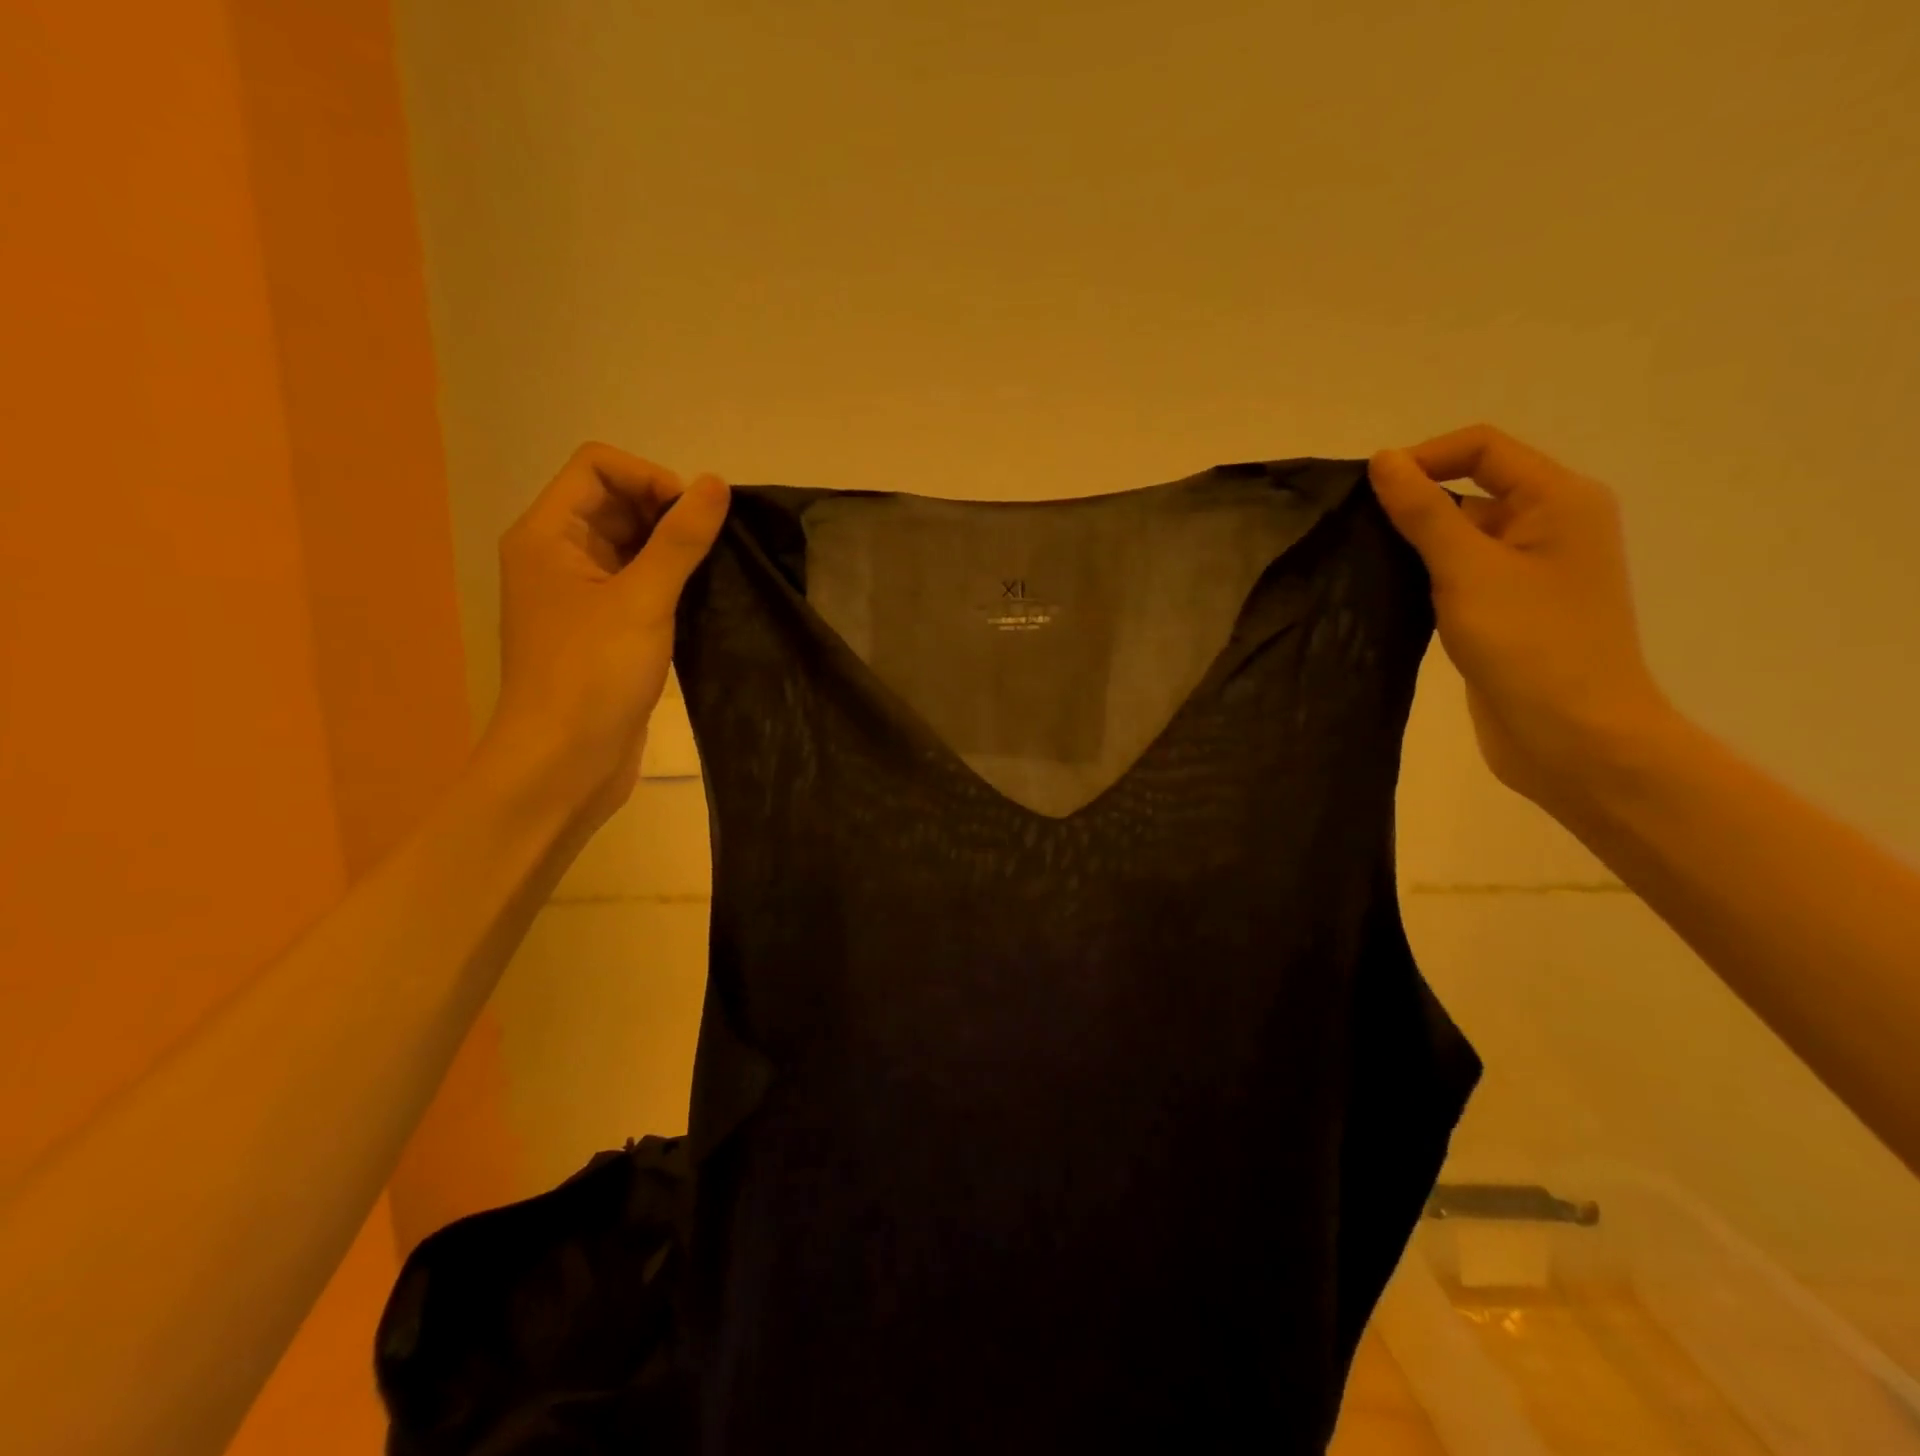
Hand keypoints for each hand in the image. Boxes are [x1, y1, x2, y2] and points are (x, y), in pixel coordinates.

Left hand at [475, 443, 729, 828]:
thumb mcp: (641, 600)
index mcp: (547, 536)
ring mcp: (581, 597)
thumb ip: (680, 540)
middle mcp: (558, 557)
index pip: (597, 467)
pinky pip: (639, 586)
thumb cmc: (592, 675)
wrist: (565, 763)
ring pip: (632, 547)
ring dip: (674, 551)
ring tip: (715, 573)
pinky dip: (671, 584)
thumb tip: (715, 484)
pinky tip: (702, 602)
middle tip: (712, 547)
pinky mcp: (605, 632)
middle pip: (615, 503)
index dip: (649, 478)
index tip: (692, 517)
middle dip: (666, 513)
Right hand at [1368, 424, 1677, 811]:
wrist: (1571, 736)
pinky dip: (1425, 577)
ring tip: (1366, 565)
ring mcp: (1531, 571)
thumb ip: (1424, 512)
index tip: (1368, 494)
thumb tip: (1384, 460)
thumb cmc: (1529, 643)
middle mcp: (1551, 525)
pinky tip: (1390, 595)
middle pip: (1472, 488)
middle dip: (1415, 503)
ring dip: (1416, 544)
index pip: (1483, 448)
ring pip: (1461, 535)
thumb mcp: (1468, 569)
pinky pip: (1461, 574)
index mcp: (1559, 500)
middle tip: (1358, 534)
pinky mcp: (1508, 610)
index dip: (1423, 458)